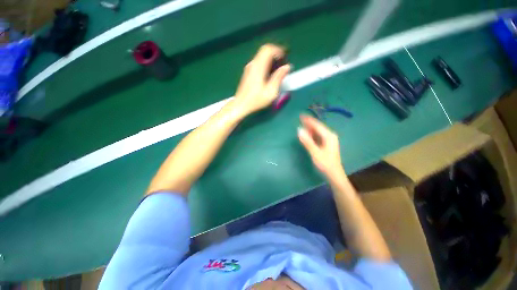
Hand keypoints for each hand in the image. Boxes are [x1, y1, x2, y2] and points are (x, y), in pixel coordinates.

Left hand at [233, 44, 290, 115]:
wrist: (241, 105)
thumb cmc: (256, 100)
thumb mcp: (270, 92)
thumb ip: (279, 78)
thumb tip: (287, 67)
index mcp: (258, 67)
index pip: (268, 49)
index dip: (278, 50)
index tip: (285, 57)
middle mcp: (253, 65)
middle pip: (264, 50)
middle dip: (275, 53)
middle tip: (283, 62)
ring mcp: (249, 68)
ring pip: (261, 56)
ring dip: (271, 59)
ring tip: (278, 69)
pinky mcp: (248, 72)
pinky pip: (258, 62)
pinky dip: (266, 63)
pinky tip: (270, 74)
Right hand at [298, 115, 343, 175]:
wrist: (334, 174)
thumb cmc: (325, 163)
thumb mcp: (315, 152)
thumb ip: (307, 141)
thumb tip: (299, 130)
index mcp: (328, 136)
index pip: (317, 125)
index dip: (309, 120)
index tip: (301, 115)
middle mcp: (330, 136)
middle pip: (318, 127)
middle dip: (309, 123)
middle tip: (300, 118)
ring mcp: (329, 140)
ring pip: (318, 131)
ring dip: (310, 128)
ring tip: (302, 124)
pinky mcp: (327, 144)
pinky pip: (318, 135)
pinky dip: (312, 133)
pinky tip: (308, 133)